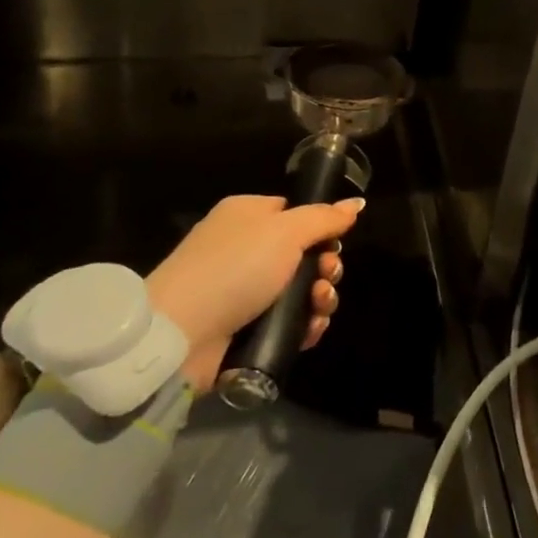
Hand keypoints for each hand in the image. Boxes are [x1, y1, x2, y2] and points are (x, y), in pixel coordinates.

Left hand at [146, 194, 362, 389]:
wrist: (182, 333)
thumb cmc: (236, 267)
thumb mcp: (286, 231)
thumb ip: (324, 218)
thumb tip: (356, 203)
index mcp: (248, 215)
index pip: (294, 214)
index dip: (320, 229)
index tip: (334, 243)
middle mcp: (245, 249)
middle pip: (303, 255)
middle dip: (325, 268)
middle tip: (327, 277)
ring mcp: (243, 291)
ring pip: (299, 292)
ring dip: (319, 299)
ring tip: (319, 307)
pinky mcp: (244, 329)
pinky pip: (286, 323)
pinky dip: (303, 326)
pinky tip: (310, 330)